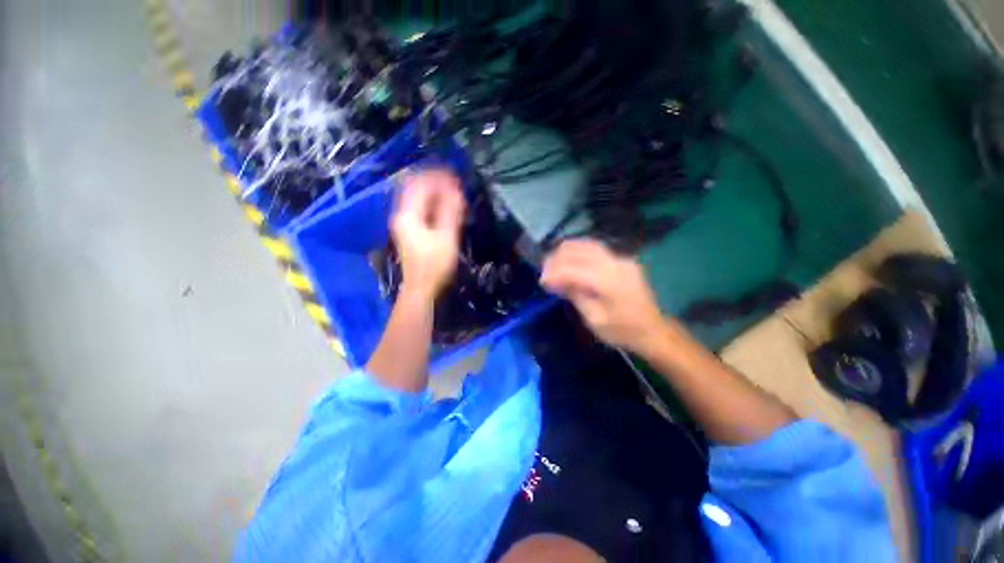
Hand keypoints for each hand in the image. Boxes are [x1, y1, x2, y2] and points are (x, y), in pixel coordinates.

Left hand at [391, 169, 465, 300]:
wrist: (421, 287)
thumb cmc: (434, 265)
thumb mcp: (446, 238)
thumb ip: (450, 212)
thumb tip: (456, 190)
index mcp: (408, 214)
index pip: (420, 185)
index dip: (437, 176)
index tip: (455, 174)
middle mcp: (402, 214)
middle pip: (415, 187)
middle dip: (435, 180)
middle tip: (454, 180)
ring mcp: (404, 222)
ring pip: (417, 196)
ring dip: (433, 190)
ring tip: (452, 190)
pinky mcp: (409, 229)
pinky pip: (419, 207)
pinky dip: (432, 201)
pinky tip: (444, 204)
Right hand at [541, 239, 665, 352]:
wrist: (653, 330)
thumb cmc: (622, 331)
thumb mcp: (594, 319)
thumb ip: (575, 295)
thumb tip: (556, 280)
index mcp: (608, 281)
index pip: (571, 269)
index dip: (553, 273)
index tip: (542, 282)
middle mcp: (615, 262)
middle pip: (577, 250)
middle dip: (556, 259)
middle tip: (544, 271)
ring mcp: (621, 257)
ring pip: (586, 244)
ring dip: (566, 251)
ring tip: (553, 263)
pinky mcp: (623, 258)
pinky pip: (595, 248)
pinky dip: (578, 251)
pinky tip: (570, 258)